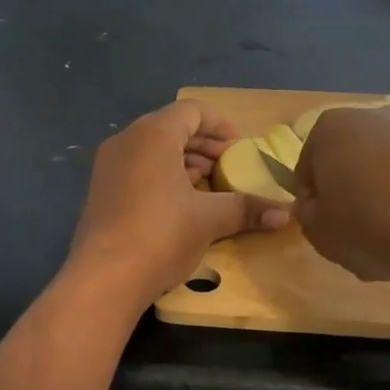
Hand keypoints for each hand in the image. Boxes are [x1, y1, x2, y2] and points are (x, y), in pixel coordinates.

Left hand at [67, 100, 290, 305]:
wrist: (103, 278)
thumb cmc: (161, 235)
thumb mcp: (209, 219)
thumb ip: (247, 209)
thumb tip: (288, 214)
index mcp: (152, 134)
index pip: (192, 110)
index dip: (220, 125)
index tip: (240, 147)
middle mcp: (126, 140)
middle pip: (171, 127)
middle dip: (203, 145)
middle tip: (228, 166)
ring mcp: (108, 165)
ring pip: (152, 149)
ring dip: (183, 161)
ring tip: (208, 185)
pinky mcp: (101, 190)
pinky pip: (137, 168)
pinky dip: (162, 175)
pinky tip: (180, 202)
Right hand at [293, 106, 389, 286]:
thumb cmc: (381, 225)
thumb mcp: (323, 236)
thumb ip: (308, 218)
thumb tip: (317, 205)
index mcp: (331, 130)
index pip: (307, 173)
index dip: (317, 210)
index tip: (335, 236)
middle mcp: (374, 117)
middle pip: (354, 173)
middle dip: (360, 211)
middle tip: (371, 248)